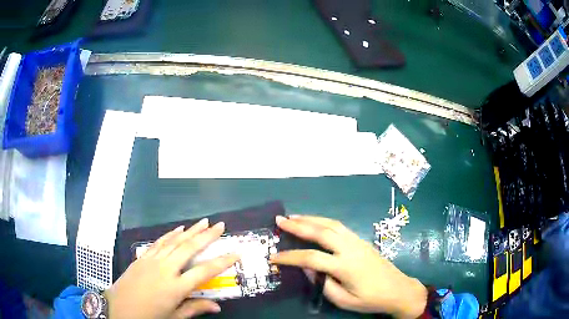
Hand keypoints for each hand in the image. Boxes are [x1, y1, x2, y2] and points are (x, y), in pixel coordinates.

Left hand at [104, 219, 238, 318]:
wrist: (119, 309)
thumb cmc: (148, 316)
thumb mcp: (174, 317)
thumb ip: (194, 308)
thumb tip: (217, 306)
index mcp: (176, 287)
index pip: (204, 272)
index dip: (222, 262)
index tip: (235, 253)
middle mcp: (165, 270)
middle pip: (189, 248)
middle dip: (206, 236)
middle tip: (220, 225)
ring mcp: (152, 261)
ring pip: (174, 241)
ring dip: (190, 230)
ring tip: (203, 222)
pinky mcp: (143, 257)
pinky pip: (159, 242)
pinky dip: (170, 234)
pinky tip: (178, 229)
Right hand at [270, 215, 426, 318]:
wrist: (398, 290)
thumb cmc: (371, 299)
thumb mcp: (344, 300)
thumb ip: (323, 284)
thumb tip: (308, 269)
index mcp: (345, 266)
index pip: (310, 257)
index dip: (289, 257)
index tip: (273, 257)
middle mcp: (350, 248)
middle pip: (321, 231)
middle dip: (298, 225)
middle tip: (280, 220)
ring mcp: (357, 241)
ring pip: (331, 224)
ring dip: (311, 219)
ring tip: (294, 217)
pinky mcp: (361, 240)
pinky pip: (339, 226)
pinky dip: (323, 221)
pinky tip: (316, 223)